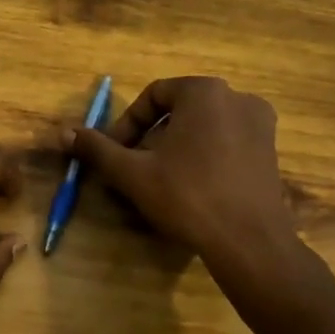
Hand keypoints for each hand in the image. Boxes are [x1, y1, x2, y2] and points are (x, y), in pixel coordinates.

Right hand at [62, 77, 299, 275]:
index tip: (115, 153)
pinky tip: (193, 188)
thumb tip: (63, 132)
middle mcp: (237, 97)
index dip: (127, 124)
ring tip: (161, 180)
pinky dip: (204, 156)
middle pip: (179, 110)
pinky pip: (227, 142)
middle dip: (151, 137)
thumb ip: (97, 149)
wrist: (250, 242)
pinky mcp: (271, 151)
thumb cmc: (188, 196)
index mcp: (204, 91)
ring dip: (176, 147)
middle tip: (134, 168)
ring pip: (203, 127)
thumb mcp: (133, 172)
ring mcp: (260, 124)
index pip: (153, 95)